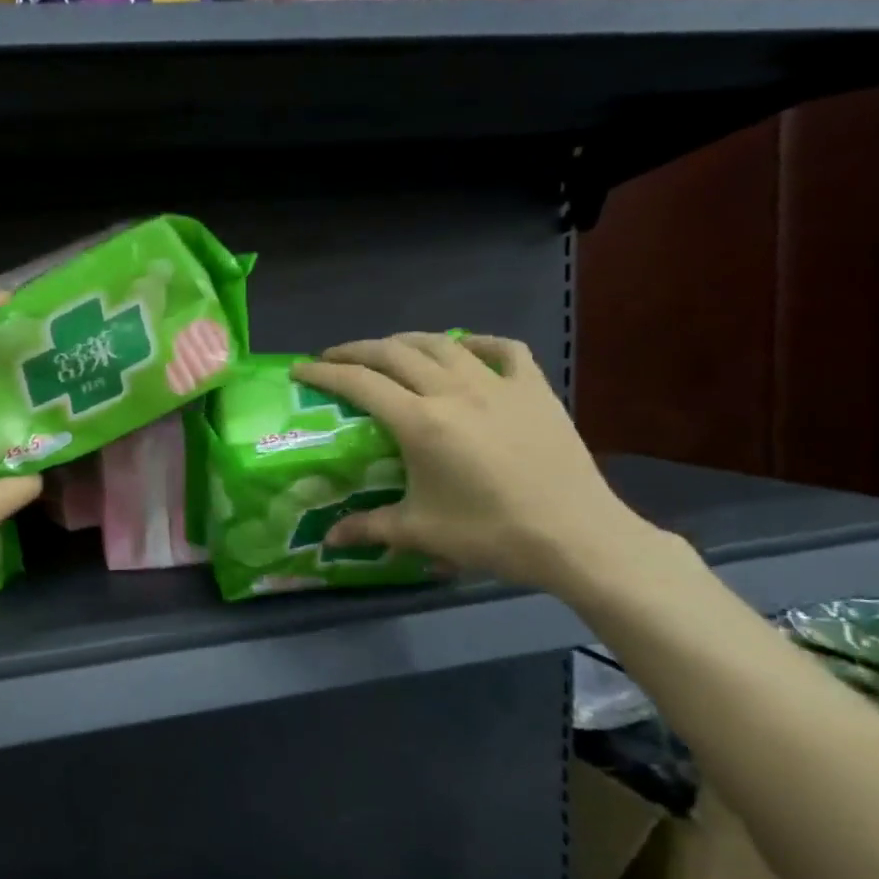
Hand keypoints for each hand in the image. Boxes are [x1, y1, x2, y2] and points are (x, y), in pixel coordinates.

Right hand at [293, 333, 666, 593]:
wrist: (578, 537)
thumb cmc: (492, 534)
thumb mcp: (421, 532)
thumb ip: (369, 527)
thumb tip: (329, 538)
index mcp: (420, 422)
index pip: (360, 383)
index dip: (325, 373)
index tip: (300, 370)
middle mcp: (454, 391)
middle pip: (394, 353)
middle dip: (357, 350)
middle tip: (334, 358)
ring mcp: (498, 385)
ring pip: (442, 343)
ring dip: (407, 341)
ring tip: (388, 350)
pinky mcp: (534, 390)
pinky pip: (503, 349)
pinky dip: (477, 342)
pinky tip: (465, 349)